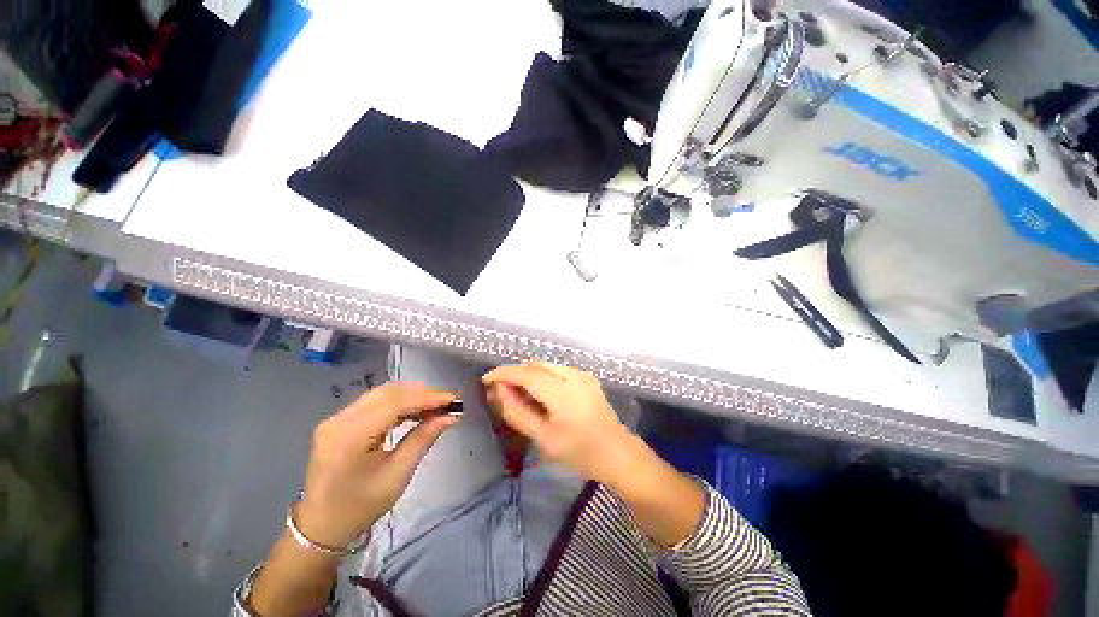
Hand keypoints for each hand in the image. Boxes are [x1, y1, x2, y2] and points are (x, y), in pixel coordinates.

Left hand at [296, 382, 457, 547]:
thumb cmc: (360, 507)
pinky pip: (375, 401)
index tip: (453, 399)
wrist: (321, 526)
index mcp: (349, 437)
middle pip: (388, 393)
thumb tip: (450, 416)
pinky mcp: (339, 420)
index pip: (394, 403)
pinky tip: (415, 409)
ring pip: (382, 393)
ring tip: (435, 405)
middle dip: (421, 393)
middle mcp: (339, 420)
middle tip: (447, 402)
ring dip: (412, 395)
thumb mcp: (397, 475)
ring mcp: (336, 418)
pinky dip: (399, 401)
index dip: (426, 397)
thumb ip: (423, 439)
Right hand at [482, 362, 636, 485]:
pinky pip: (556, 370)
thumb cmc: (579, 451)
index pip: (526, 373)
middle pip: (535, 365)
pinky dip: (542, 376)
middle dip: (515, 373)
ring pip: (546, 366)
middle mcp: (573, 375)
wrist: (617, 453)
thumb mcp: (543, 437)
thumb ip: (518, 412)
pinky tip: (538, 393)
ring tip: (517, 393)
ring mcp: (582, 374)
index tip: (486, 379)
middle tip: (500, 391)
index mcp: (562, 392)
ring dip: (528, 374)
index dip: (503, 373)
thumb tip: (499, 391)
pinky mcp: (586, 377)